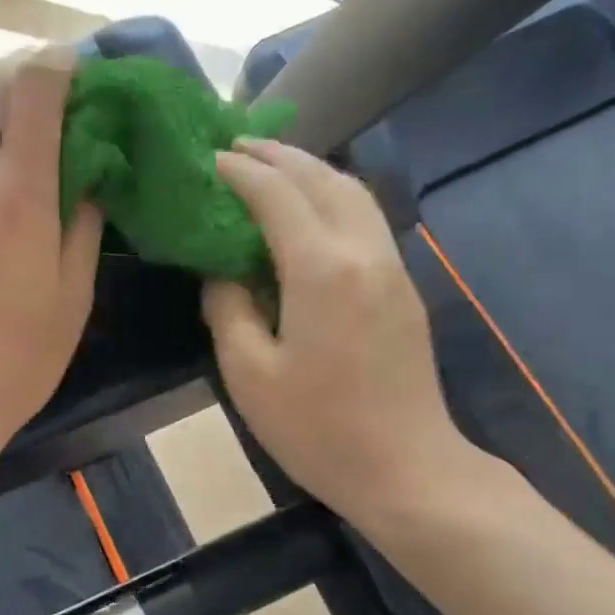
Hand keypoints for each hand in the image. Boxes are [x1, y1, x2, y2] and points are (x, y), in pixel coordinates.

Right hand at [202, 139, 472, 525]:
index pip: (276, 195)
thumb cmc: (318, 429)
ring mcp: (392, 267)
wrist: (405, 468)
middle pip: (323, 178)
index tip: (208, 159)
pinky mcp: (403, 288)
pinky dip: (334, 198)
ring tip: (273, 168)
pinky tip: (311, 213)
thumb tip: (222, 273)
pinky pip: (367, 220)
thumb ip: (228, 310)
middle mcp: (363, 252)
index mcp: (321, 269)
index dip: (240, 172)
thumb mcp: (250, 375)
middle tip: (237, 147)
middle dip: (279, 156)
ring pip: (354, 193)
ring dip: (312, 170)